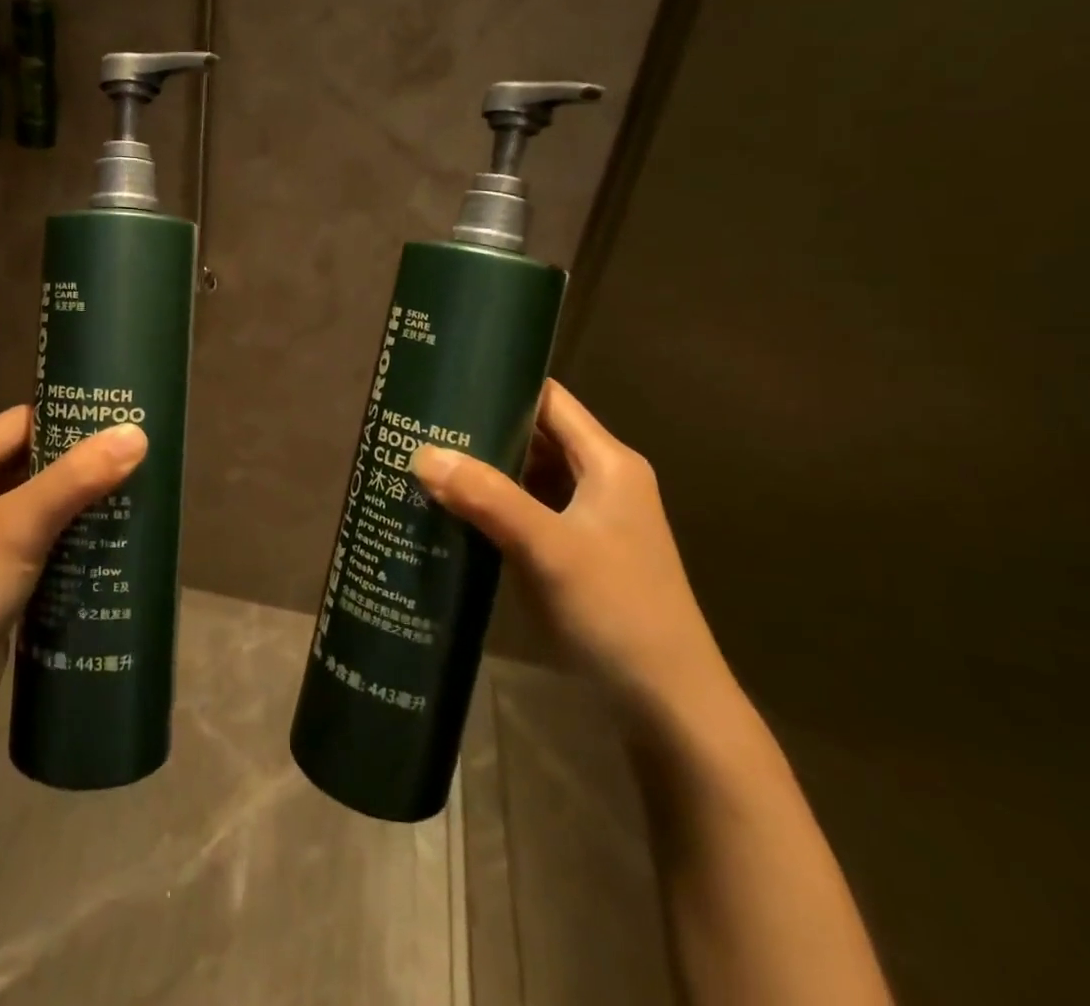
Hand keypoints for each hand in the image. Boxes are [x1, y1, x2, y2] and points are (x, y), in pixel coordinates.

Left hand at [0, 407, 146, 723]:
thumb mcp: (19, 527)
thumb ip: (77, 478)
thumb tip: (136, 433)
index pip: (20, 421)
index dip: (68, 418)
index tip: (119, 420)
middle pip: (29, 458)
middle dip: (79, 460)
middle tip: (136, 455)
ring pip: (35, 498)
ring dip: (76, 497)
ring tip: (132, 489)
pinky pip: (34, 534)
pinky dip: (66, 530)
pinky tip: (107, 534)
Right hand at [411, 381, 733, 724]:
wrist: (669, 709)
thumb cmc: (618, 613)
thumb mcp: (549, 548)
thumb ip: (487, 497)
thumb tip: (422, 453)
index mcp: (609, 463)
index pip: (549, 400)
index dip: (502, 384)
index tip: (445, 380)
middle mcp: (601, 480)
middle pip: (535, 436)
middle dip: (481, 429)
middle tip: (420, 424)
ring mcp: (589, 519)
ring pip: (527, 476)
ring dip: (484, 470)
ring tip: (424, 460)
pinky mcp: (575, 552)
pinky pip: (526, 511)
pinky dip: (492, 505)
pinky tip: (450, 510)